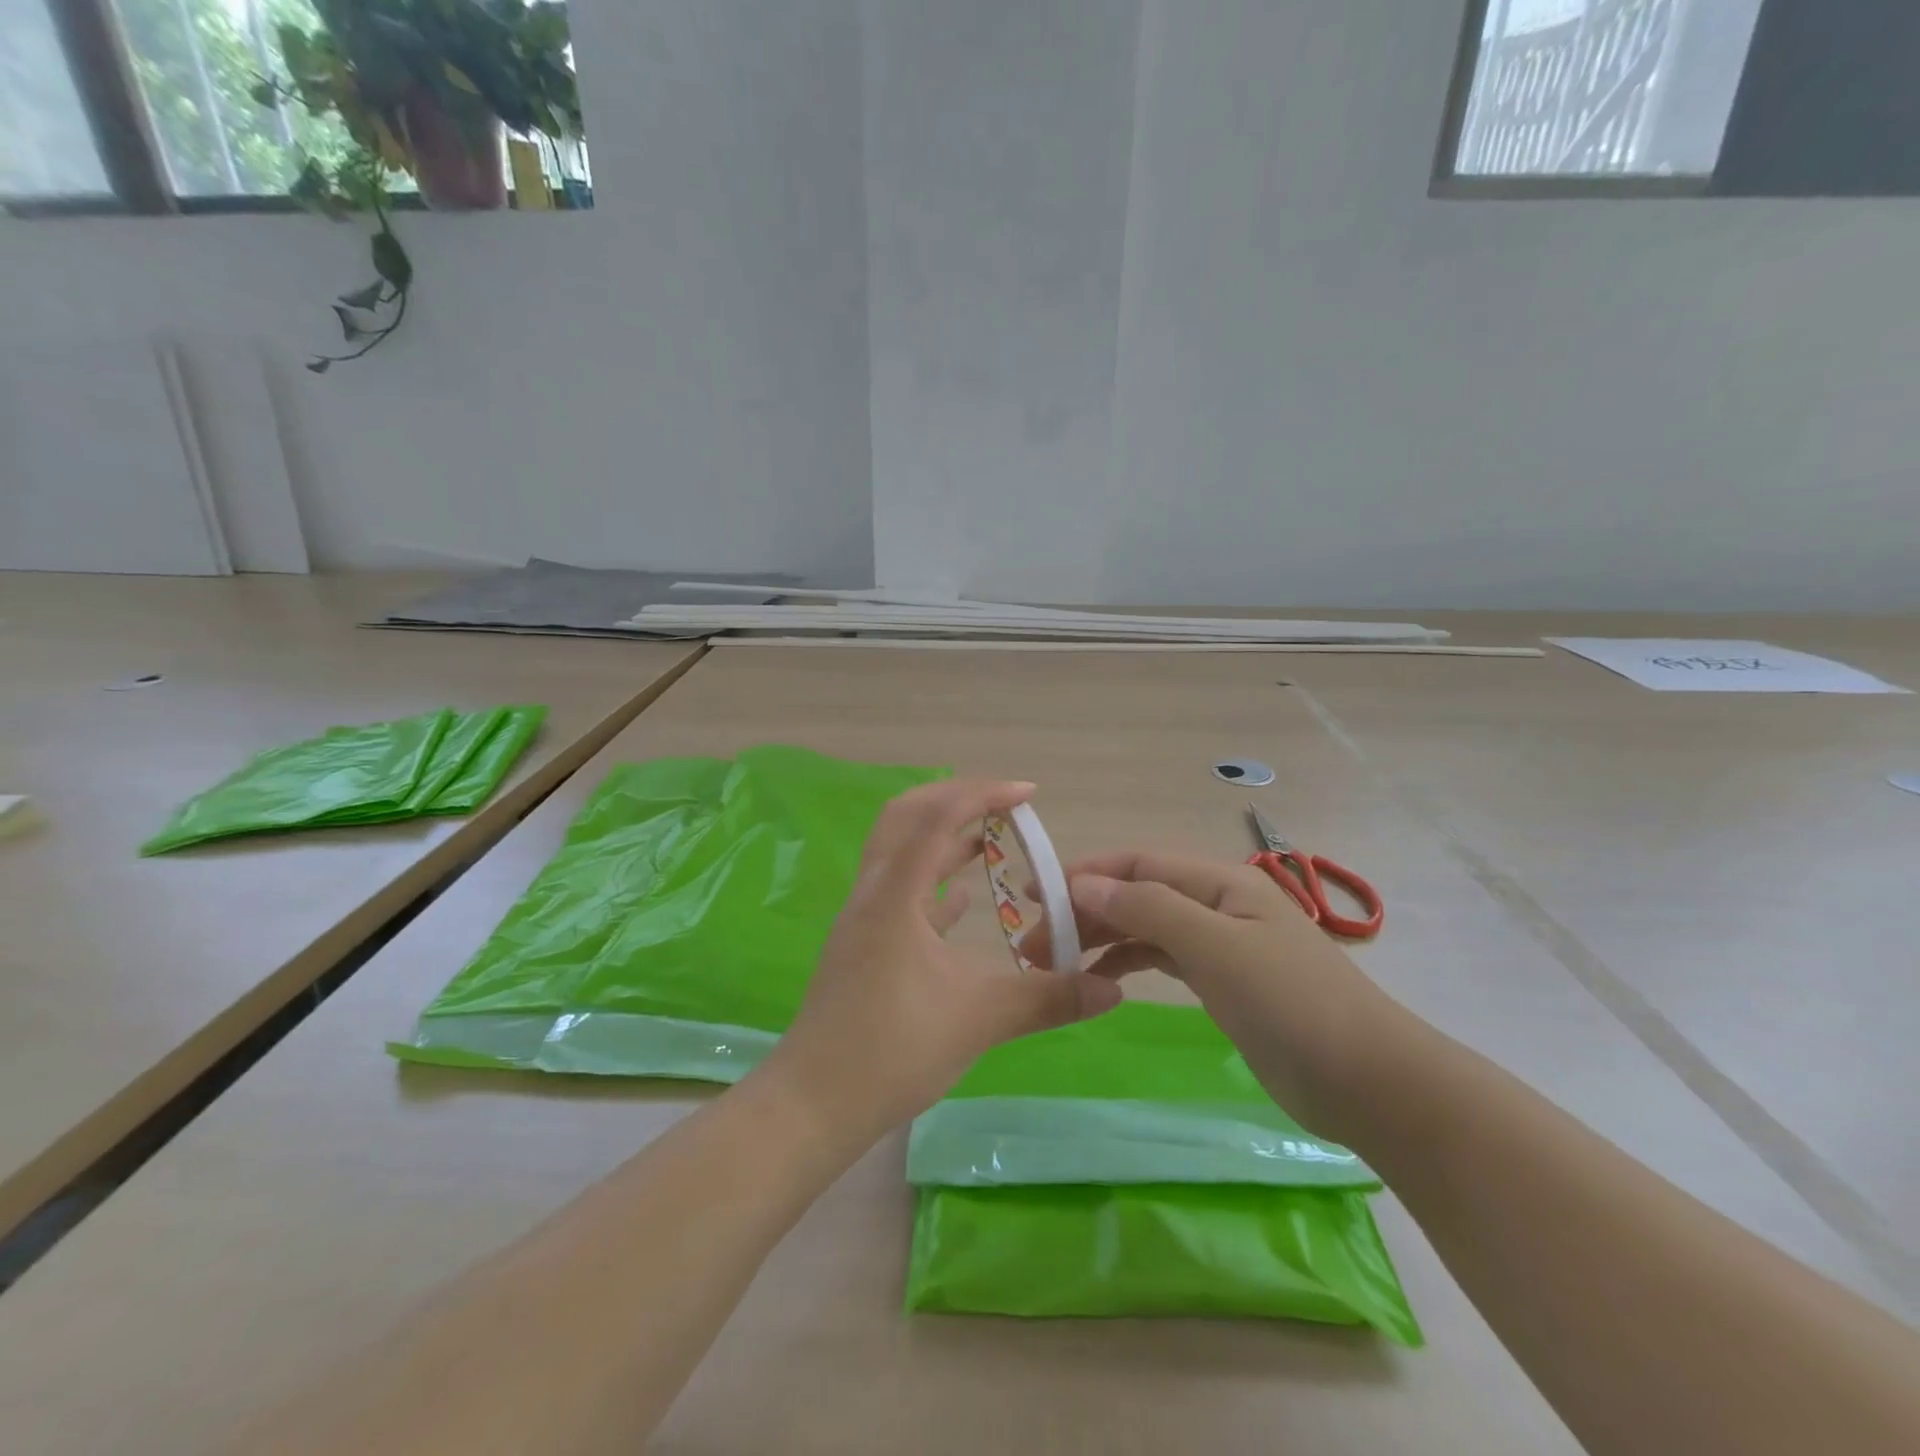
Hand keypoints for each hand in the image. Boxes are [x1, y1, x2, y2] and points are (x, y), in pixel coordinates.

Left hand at [763, 779, 1123, 1147]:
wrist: (814, 1103)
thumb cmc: (892, 1050)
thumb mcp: (979, 1020)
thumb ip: (1048, 999)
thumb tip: (1113, 989)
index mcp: (894, 893)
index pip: (938, 817)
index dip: (984, 794)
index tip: (1029, 795)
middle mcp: (873, 891)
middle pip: (907, 816)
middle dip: (956, 799)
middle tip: (1005, 806)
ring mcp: (863, 917)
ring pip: (902, 852)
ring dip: (944, 837)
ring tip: (992, 840)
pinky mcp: (863, 943)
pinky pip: (900, 892)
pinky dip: (933, 880)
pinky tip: (964, 896)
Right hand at [1022, 852, 1404, 1144]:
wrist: (1368, 1081)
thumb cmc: (1291, 1004)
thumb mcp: (1215, 948)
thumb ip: (1148, 910)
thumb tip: (1082, 884)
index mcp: (1218, 882)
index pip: (1136, 864)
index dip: (1083, 874)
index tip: (1032, 893)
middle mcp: (1215, 903)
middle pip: (1136, 895)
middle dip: (1084, 911)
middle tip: (1032, 943)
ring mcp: (1220, 944)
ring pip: (1145, 927)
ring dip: (1100, 939)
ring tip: (1054, 963)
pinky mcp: (1222, 982)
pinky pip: (1161, 958)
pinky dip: (1127, 964)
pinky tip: (1100, 981)